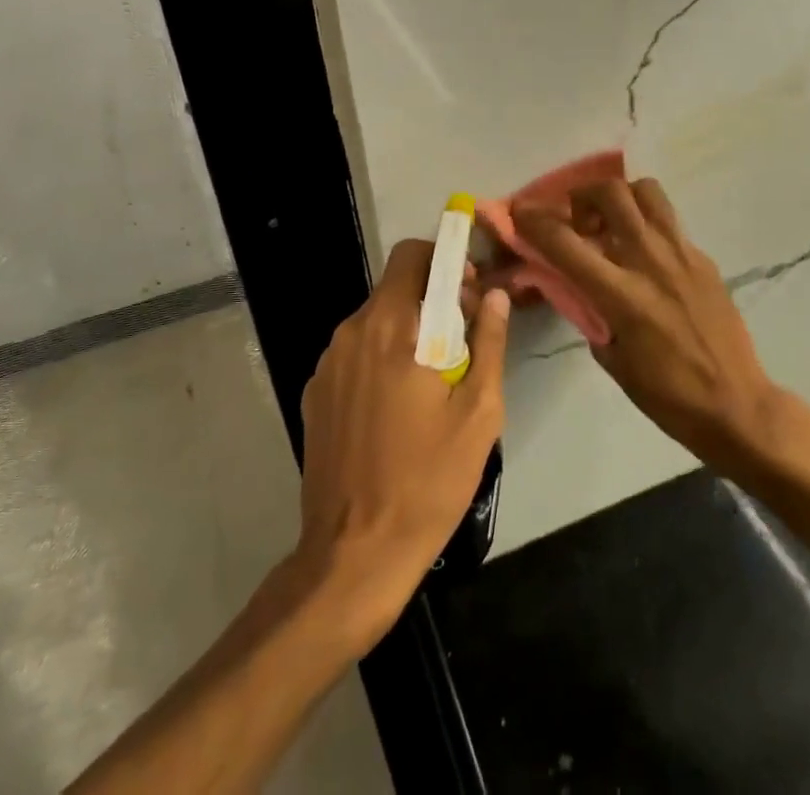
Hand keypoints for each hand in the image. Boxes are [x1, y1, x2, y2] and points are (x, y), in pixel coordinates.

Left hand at [293, 239, 509, 650]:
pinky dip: (380, 358)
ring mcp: (327, 363)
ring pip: (374, 320)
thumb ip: (488, 342)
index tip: (470, 293)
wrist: (353, 555)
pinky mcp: (314, 392)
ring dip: (406, 330)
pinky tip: (396, 408)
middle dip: (431, 298)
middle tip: (461, 341)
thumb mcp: (478, 413)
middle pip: (394, 287)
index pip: (412, 256)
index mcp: (390, 328)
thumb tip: (495, 295)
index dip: (445, 261)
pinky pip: (355, 353)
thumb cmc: (428, 481)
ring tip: (432, 381)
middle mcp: (351, 332)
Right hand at [513, 178, 787, 466]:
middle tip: (576, 219)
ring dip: (620, 197)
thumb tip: (576, 284)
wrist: (737, 405)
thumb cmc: (667, 395)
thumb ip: (590, 312)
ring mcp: (682, 254)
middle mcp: (650, 261)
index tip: (519, 211)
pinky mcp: (703, 258)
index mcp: (622, 294)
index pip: (565, 241)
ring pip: (646, 191)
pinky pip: (669, 222)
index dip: (534, 219)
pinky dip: (647, 224)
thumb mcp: (612, 359)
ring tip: (612, 222)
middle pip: (610, 193)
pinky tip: (645, 255)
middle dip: (581, 195)